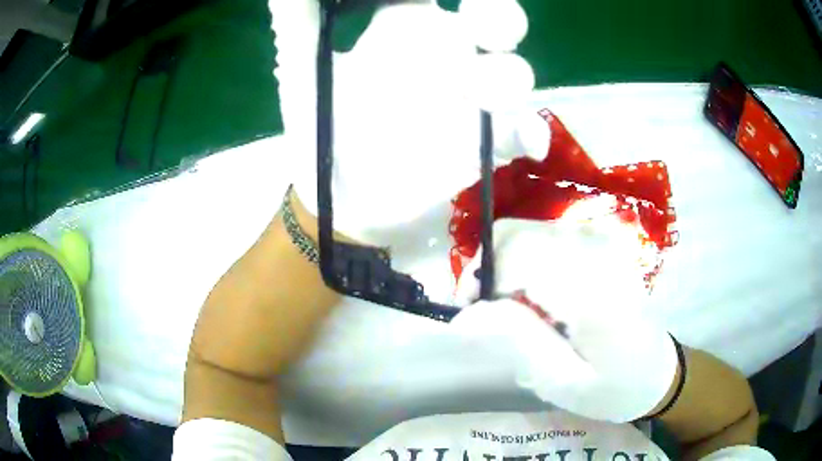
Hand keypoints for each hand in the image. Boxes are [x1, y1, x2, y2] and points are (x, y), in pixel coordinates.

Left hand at [269, 0, 547, 245]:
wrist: (335, 194)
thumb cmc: (319, 124)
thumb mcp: (302, 67)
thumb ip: (298, 19)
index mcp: (404, 29)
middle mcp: (446, 55)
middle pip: (495, 20)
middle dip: (500, 14)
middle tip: (479, 19)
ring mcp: (468, 99)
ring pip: (513, 73)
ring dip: (507, 76)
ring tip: (475, 88)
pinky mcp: (481, 144)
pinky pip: (517, 133)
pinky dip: (526, 134)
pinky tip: (521, 140)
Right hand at [451, 213, 678, 422]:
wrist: (658, 372)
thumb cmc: (615, 388)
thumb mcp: (564, 383)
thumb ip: (519, 341)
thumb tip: (468, 313)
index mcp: (593, 287)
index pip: (517, 251)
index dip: (479, 278)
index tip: (469, 315)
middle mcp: (597, 250)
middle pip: (516, 233)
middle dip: (487, 271)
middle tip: (486, 315)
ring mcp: (600, 241)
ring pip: (526, 233)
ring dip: (505, 269)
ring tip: (514, 314)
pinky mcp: (599, 244)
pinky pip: (543, 239)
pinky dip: (525, 265)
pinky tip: (537, 301)